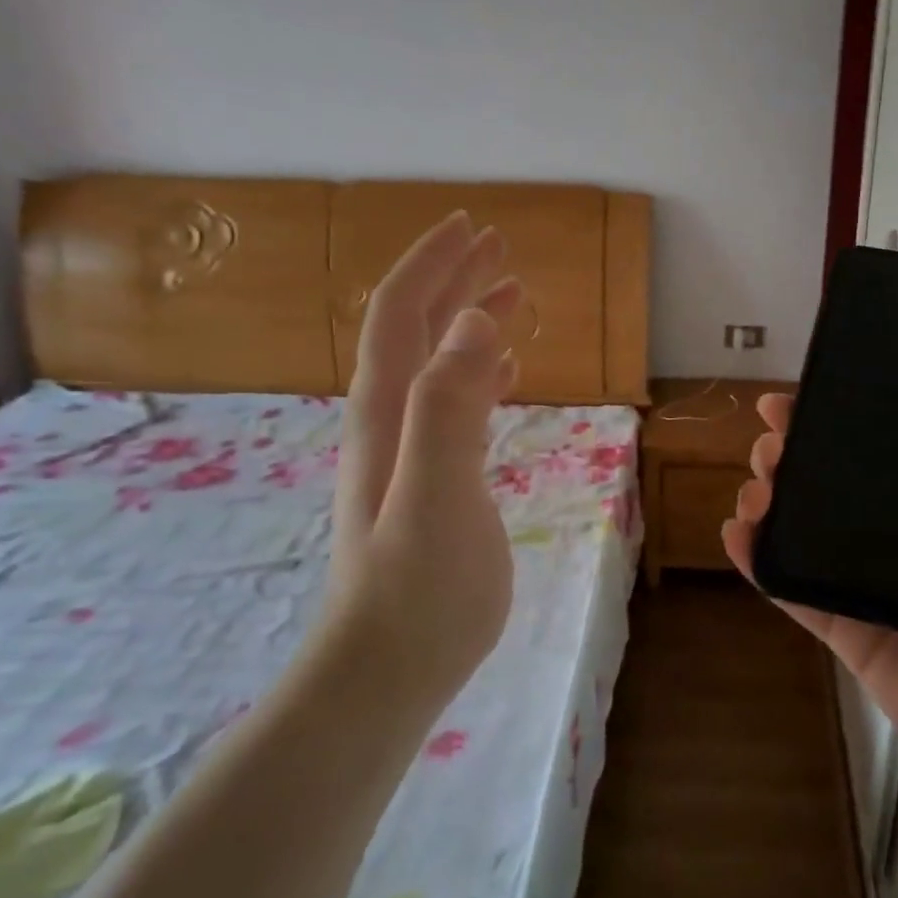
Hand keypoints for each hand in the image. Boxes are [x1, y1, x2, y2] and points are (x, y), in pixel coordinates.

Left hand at [320, 211, 522, 705]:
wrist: (388, 669)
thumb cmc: (419, 589)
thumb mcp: (437, 494)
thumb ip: (450, 407)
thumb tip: (475, 320)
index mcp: (389, 411)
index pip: (402, 315)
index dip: (433, 266)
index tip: (474, 227)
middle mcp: (391, 420)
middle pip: (417, 330)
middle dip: (453, 280)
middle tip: (499, 247)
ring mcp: (409, 451)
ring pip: (437, 364)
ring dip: (468, 321)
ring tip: (510, 294)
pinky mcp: (432, 480)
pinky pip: (454, 405)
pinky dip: (479, 373)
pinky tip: (503, 371)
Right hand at [722, 362, 897, 802]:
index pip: (887, 453)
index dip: (843, 422)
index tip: (802, 395)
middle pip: (836, 489)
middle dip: (795, 457)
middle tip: (769, 440)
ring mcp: (875, 590)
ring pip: (808, 536)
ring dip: (772, 503)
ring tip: (755, 482)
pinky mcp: (851, 633)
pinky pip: (796, 594)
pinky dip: (760, 563)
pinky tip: (735, 531)